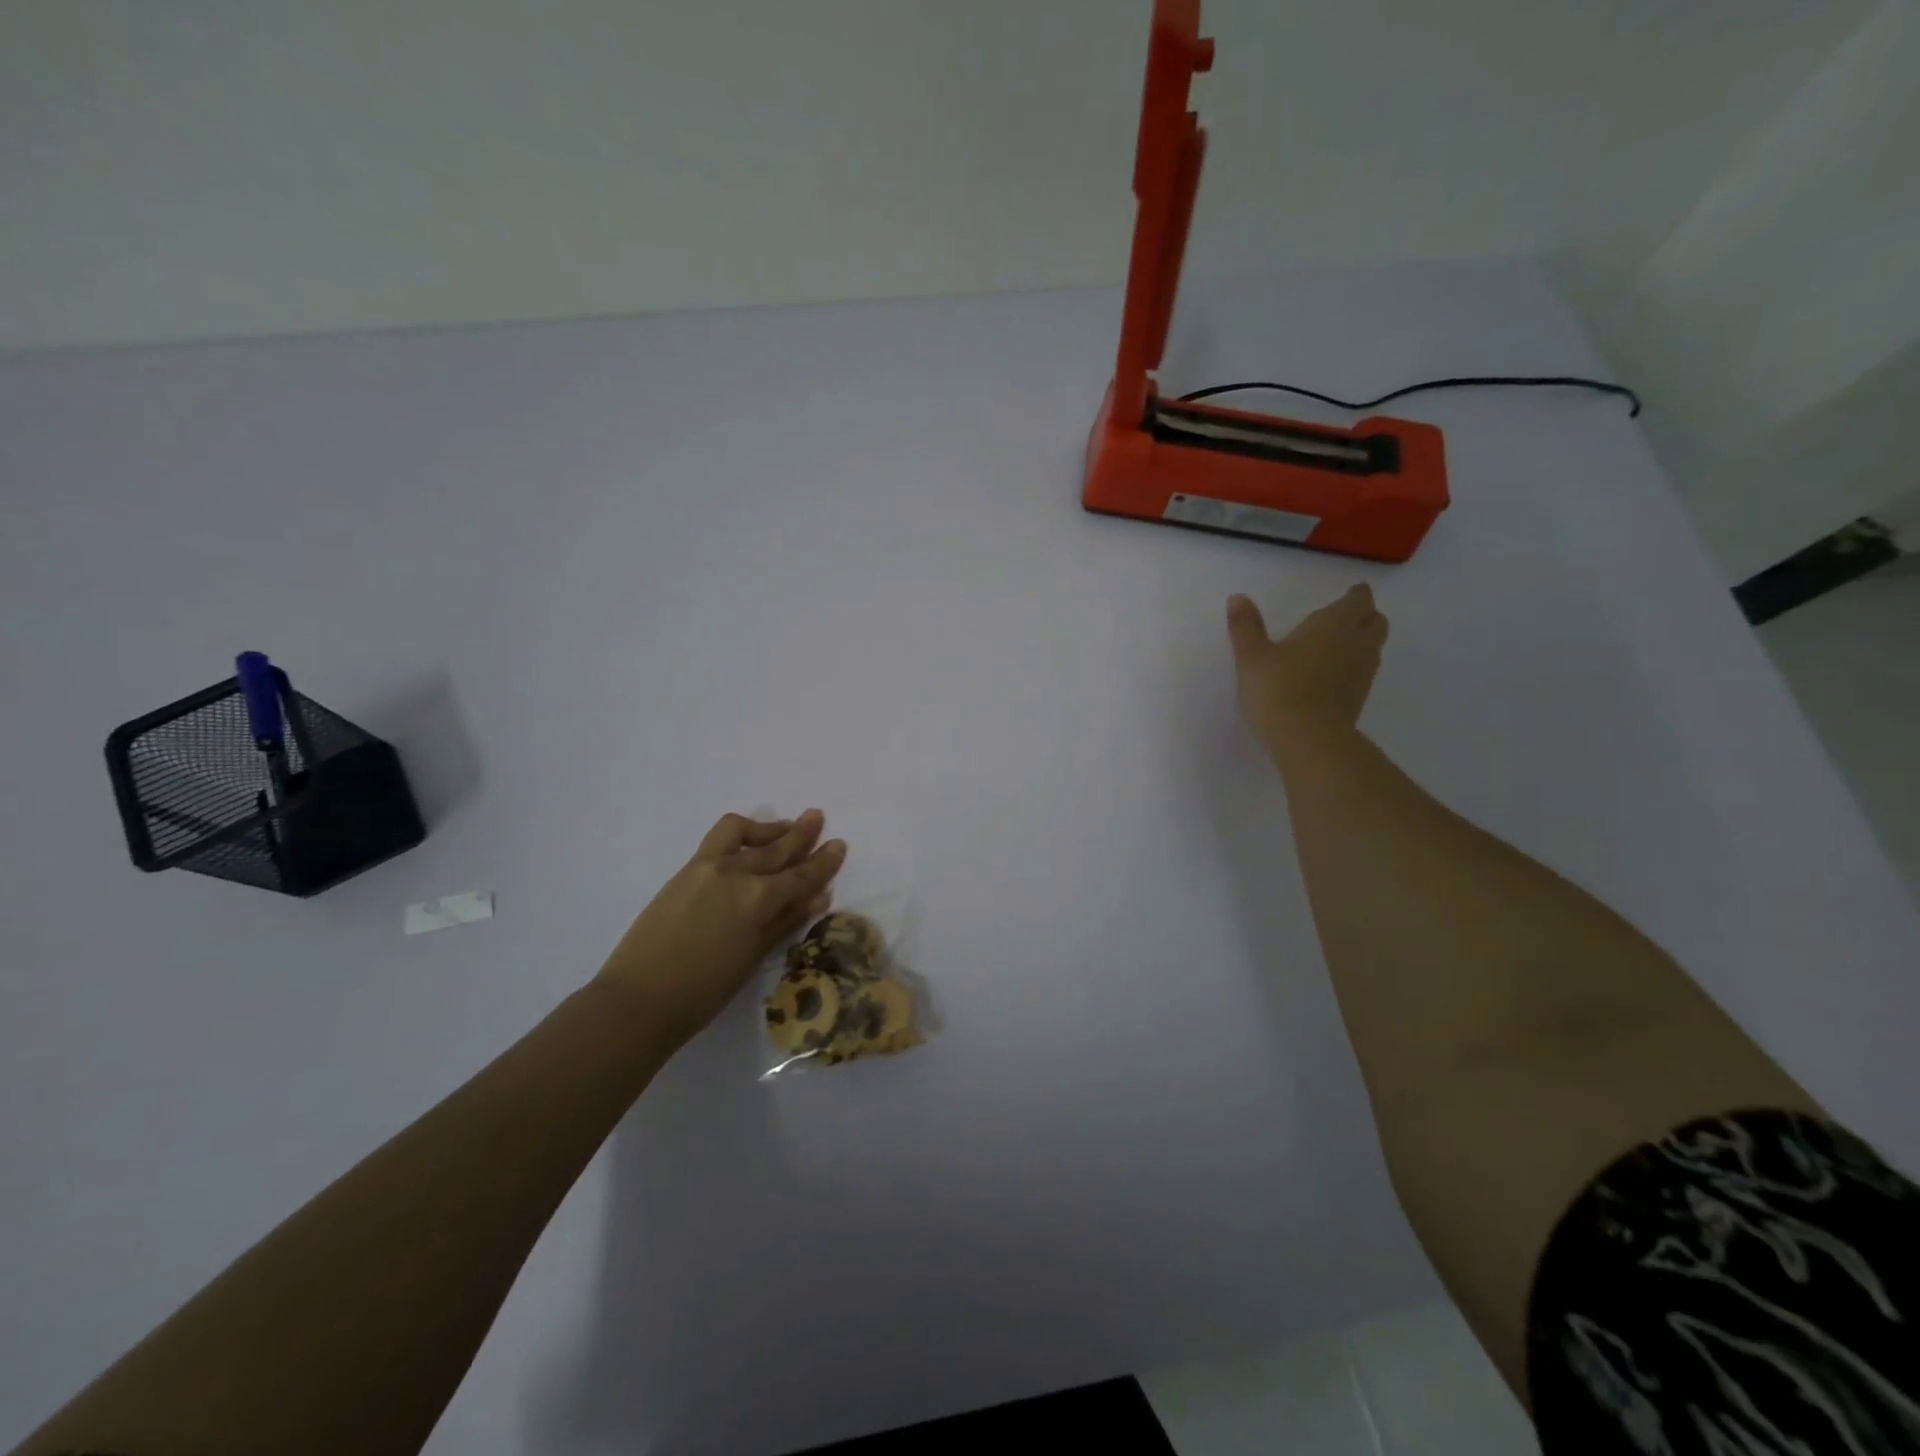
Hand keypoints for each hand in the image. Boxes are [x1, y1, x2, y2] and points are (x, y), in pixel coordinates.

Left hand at [597, 810, 846, 1046]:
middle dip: (801, 833)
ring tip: (784, 826)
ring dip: (768, 827)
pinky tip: (748, 842)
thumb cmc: (704, 991)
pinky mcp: (686, 870)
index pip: (801, 876)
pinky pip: (719, 839)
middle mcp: (737, 873)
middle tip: (817, 817)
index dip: (823, 862)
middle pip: (777, 848)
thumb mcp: (754, 957)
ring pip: (744, 833)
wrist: (639, 1000)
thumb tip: (817, 897)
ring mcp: (708, 867)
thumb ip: (785, 921)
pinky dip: (740, 834)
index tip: (840, 844)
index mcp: (758, 899)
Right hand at [1227, 585, 1389, 744]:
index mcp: (1334, 624)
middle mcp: (1356, 643)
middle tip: (1346, 617)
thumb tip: (1237, 597)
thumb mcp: (1252, 656)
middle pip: (1376, 622)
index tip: (1350, 593)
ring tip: (1339, 645)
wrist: (1307, 738)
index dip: (1356, 595)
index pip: (1359, 600)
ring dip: (1363, 641)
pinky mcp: (1359, 699)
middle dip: (1365, 616)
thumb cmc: (1278, 689)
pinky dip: (1355, 667)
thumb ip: (1246, 626)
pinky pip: (1365, 672)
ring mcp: (1363, 673)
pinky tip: (1333, 675)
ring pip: (1374, 647)